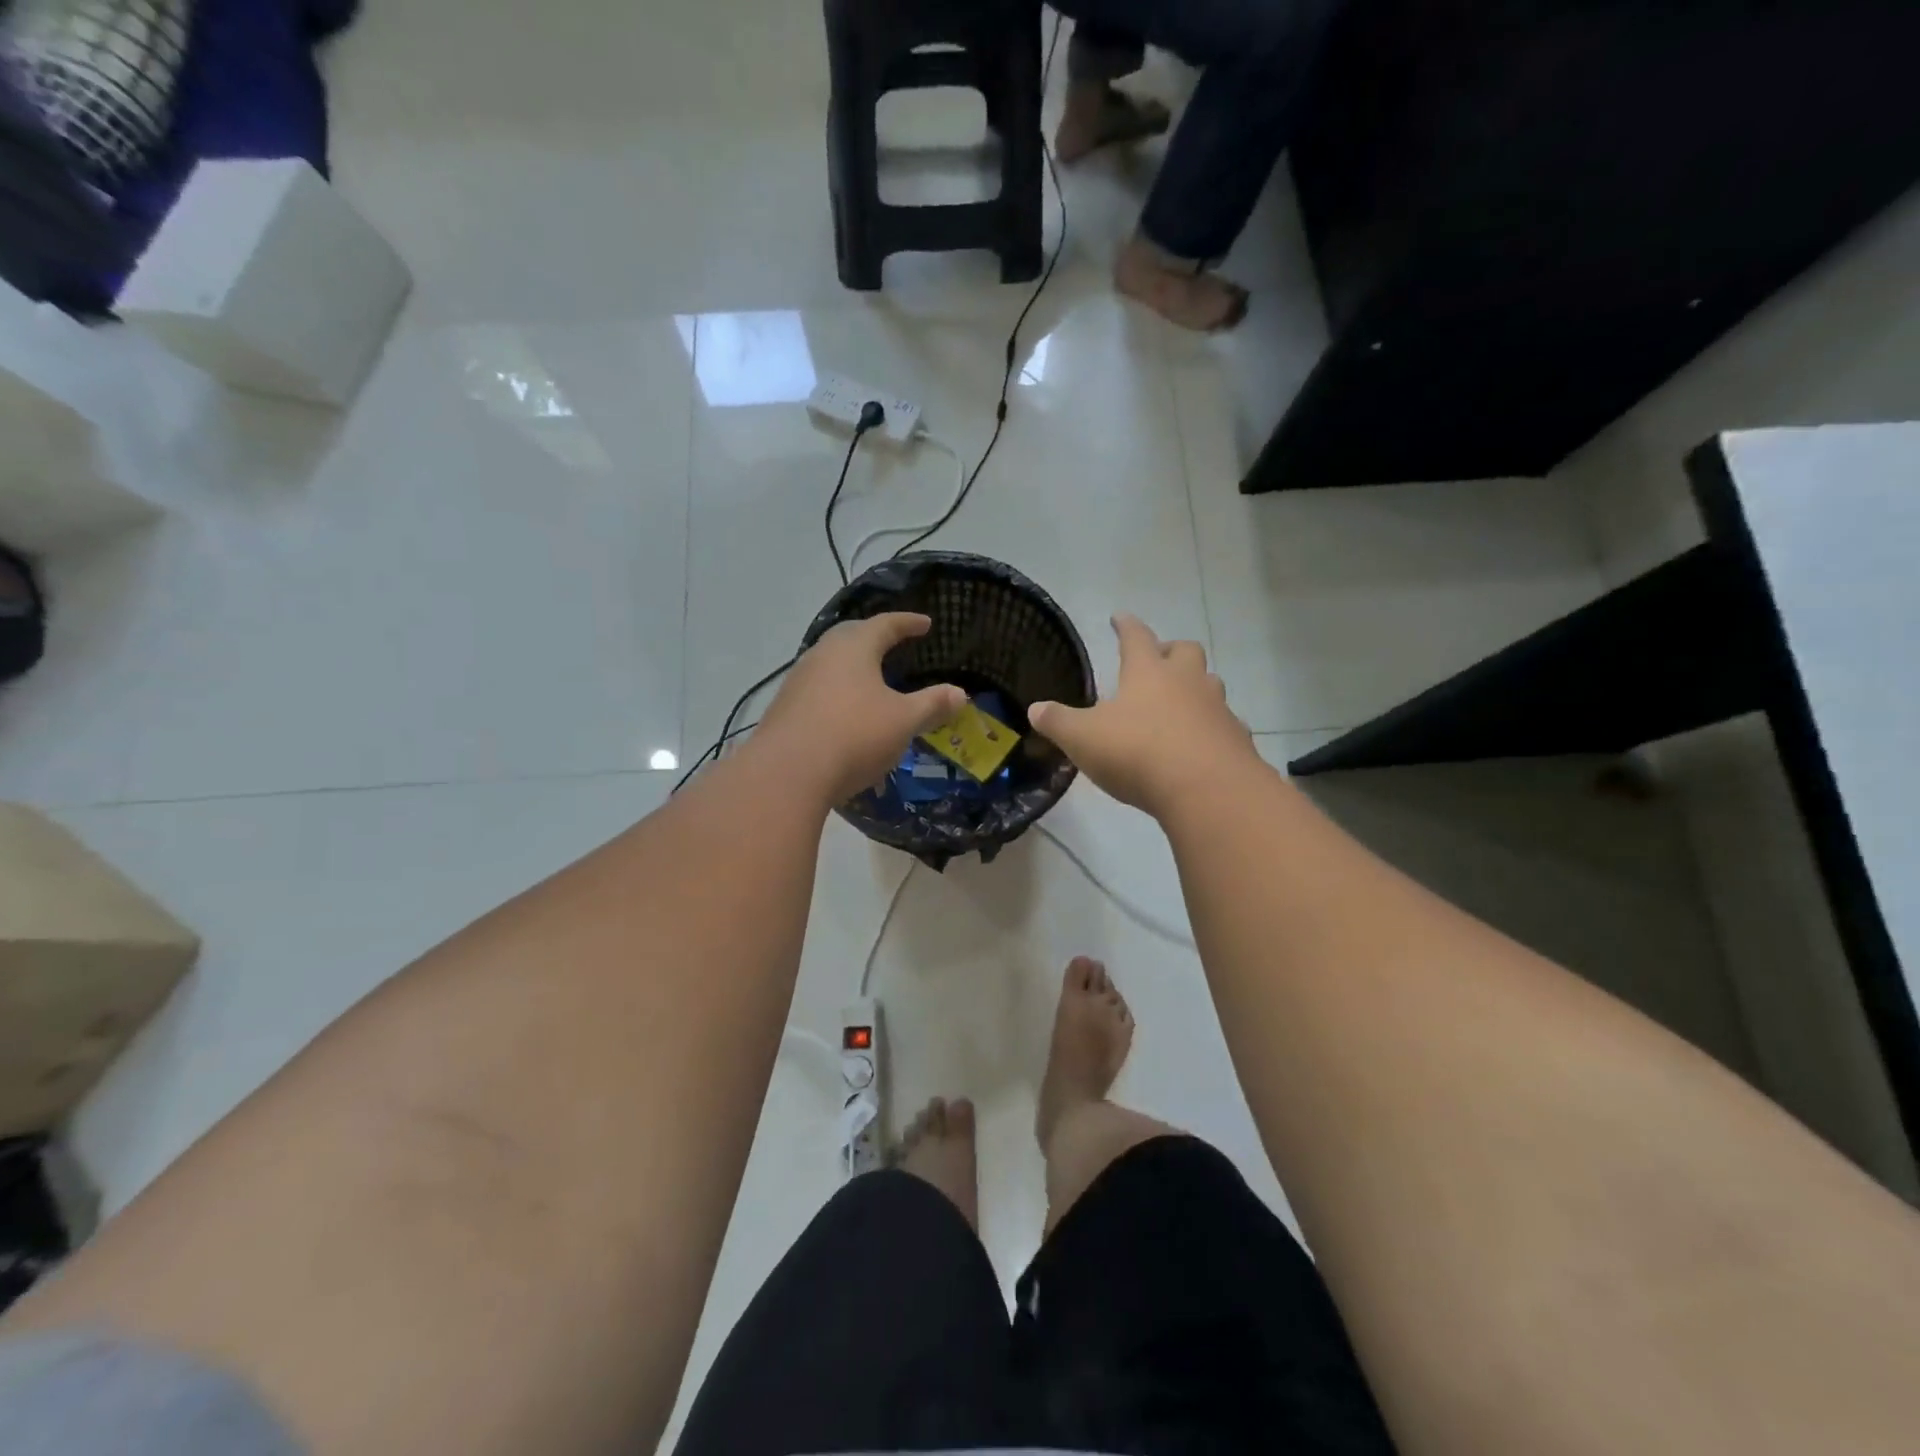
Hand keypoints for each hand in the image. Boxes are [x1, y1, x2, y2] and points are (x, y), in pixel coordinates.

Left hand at [756, 613, 966, 804]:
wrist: (787, 774)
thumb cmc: (854, 736)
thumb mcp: (903, 721)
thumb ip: (932, 705)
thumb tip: (960, 693)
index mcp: (853, 648)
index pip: (885, 624)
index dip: (907, 623)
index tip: (925, 623)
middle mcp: (822, 655)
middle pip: (851, 637)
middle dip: (874, 637)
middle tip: (893, 641)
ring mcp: (798, 681)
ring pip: (830, 663)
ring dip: (852, 666)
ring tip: (870, 677)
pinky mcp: (784, 709)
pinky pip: (818, 689)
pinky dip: (837, 691)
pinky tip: (844, 710)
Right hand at [1029, 614, 1259, 816]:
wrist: (1207, 789)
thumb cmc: (1137, 753)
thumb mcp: (1083, 738)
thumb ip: (1058, 722)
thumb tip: (1034, 709)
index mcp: (1148, 673)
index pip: (1136, 637)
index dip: (1125, 625)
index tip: (1119, 617)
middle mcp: (1186, 682)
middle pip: (1185, 651)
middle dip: (1170, 650)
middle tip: (1157, 659)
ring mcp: (1217, 709)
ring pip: (1210, 683)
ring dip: (1195, 686)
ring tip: (1179, 702)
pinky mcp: (1236, 739)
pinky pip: (1225, 724)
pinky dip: (1212, 727)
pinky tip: (1200, 743)